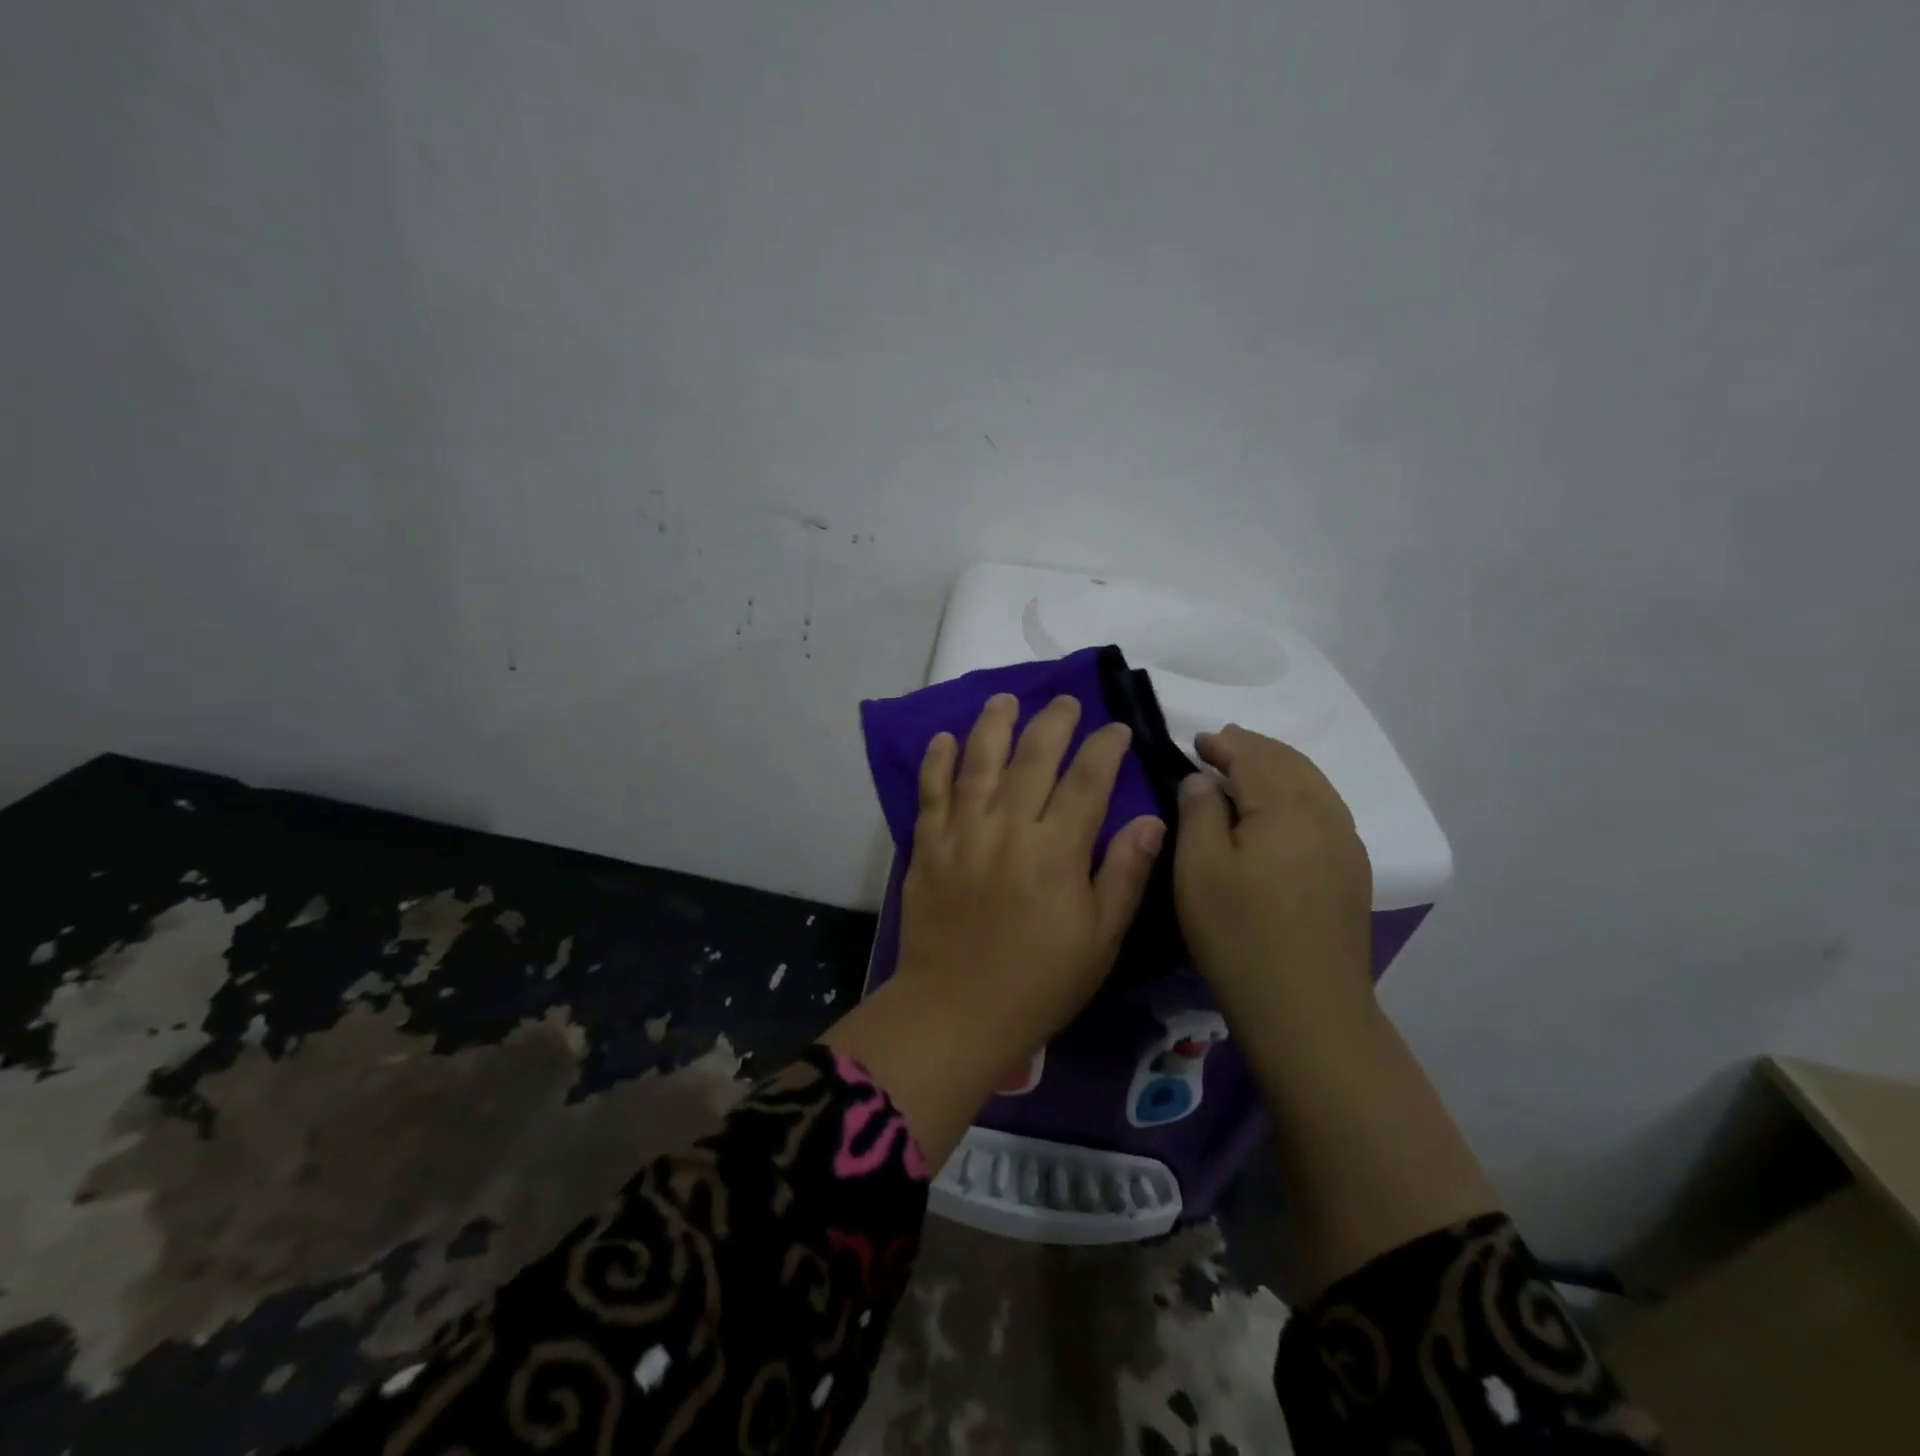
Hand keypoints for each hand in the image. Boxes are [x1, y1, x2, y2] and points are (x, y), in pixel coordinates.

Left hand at [897, 692, 1165, 1062]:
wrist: (957, 1010)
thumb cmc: (1039, 981)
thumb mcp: (1100, 938)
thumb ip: (1125, 873)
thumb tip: (1152, 819)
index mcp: (1056, 850)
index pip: (1088, 780)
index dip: (1104, 748)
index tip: (1116, 728)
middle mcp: (1009, 828)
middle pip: (1033, 758)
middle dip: (1053, 722)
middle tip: (1065, 701)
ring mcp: (962, 833)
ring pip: (979, 763)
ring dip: (992, 725)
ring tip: (1004, 699)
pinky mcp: (927, 846)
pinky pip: (930, 793)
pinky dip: (935, 762)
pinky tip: (942, 738)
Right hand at [1173, 724, 1372, 1012]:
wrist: (1306, 1008)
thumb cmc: (1240, 934)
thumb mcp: (1198, 868)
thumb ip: (1198, 812)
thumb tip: (1203, 779)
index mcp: (1285, 808)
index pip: (1253, 757)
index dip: (1224, 744)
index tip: (1197, 741)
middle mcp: (1325, 816)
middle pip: (1290, 763)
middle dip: (1255, 749)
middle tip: (1222, 745)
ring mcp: (1347, 845)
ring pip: (1314, 785)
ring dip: (1280, 768)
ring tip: (1251, 769)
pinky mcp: (1353, 873)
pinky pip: (1326, 810)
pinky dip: (1300, 793)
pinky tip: (1284, 811)